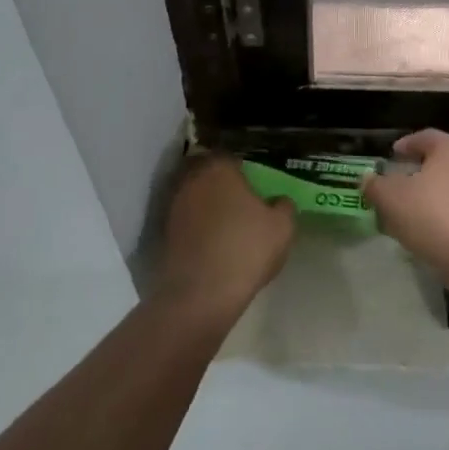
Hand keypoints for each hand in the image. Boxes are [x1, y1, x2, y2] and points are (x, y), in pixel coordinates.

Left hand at [153, 155, 294, 320]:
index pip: (231, 156)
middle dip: (221, 182)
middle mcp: (192, 179)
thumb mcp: (282, 227)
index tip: (254, 182)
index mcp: (219, 168)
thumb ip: (284, 206)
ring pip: (194, 194)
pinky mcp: (164, 231)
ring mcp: (174, 205)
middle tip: (240, 198)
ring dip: (206, 203)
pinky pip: (186, 218)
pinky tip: (211, 240)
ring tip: (226, 221)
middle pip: (207, 172)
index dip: (243, 168)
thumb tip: (279, 200)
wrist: (201, 293)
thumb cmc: (246, 249)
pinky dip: (196, 224)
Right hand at [362, 129, 448, 280]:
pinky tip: (437, 231)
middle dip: (425, 172)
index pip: (426, 137)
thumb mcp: (390, 198)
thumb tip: (368, 179)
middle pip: (446, 162)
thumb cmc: (431, 214)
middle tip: (405, 184)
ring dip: (441, 195)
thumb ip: (376, 185)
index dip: (407, 145)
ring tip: (419, 212)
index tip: (393, 155)